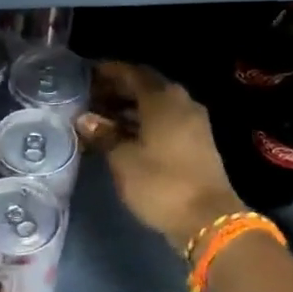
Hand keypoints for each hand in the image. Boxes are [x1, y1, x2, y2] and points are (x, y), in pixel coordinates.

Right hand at [76, 62, 244, 253]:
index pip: (132, 73)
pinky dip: (142, 123)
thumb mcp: (123, 160)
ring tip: (100, 118)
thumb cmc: (161, 183)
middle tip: (89, 98)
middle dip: (117, 90)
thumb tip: (85, 119)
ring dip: (129, 108)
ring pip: (155, 106)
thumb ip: (104, 134)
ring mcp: (192, 123)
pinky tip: (122, 135)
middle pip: (145, 87)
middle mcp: (181, 103)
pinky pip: (164, 121)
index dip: (108, 71)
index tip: (86, 74)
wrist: (208, 219)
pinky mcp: (196, 142)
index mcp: (163, 99)